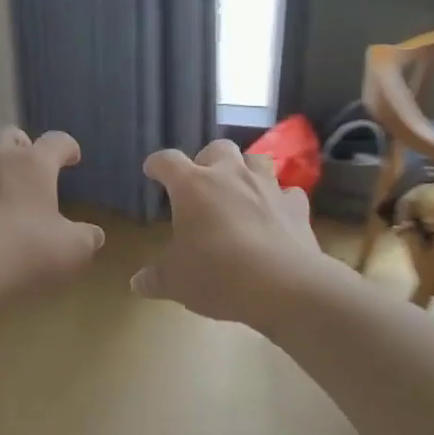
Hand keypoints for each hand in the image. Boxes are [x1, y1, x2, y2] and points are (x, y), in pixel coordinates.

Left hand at [0, 126, 105, 308]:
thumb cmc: (20, 253)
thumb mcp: (69, 252)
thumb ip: (86, 238)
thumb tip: (92, 233)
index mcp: (32, 164)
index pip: (57, 142)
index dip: (68, 148)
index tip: (72, 158)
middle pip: (11, 135)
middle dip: (22, 149)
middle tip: (29, 171)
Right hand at [132, 139, 332, 330]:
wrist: (283, 286)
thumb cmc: (217, 274)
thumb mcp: (175, 281)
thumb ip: (154, 278)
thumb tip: (138, 283)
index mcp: (192, 185)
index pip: (167, 161)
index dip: (157, 164)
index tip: (152, 170)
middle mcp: (230, 175)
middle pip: (217, 148)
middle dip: (208, 159)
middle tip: (202, 181)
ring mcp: (267, 187)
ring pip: (256, 159)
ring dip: (246, 169)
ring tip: (240, 188)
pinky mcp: (296, 206)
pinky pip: (288, 192)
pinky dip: (280, 199)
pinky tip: (276, 213)